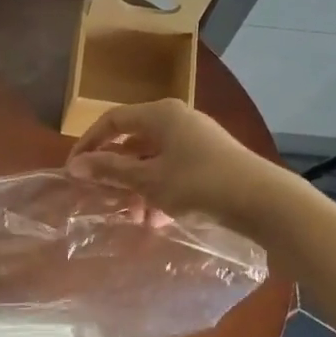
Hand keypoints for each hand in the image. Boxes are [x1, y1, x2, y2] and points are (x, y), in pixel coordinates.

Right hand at [66, 99, 279, 225]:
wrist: (262, 201)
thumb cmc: (198, 183)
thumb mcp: (148, 180)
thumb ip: (111, 170)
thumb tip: (75, 166)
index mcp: (161, 115)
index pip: (113, 120)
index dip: (89, 143)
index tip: (73, 171)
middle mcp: (178, 121)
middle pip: (134, 142)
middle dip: (116, 173)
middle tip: (102, 197)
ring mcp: (197, 141)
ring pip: (154, 162)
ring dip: (138, 188)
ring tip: (134, 218)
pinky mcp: (211, 162)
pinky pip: (173, 173)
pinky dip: (160, 193)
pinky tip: (158, 221)